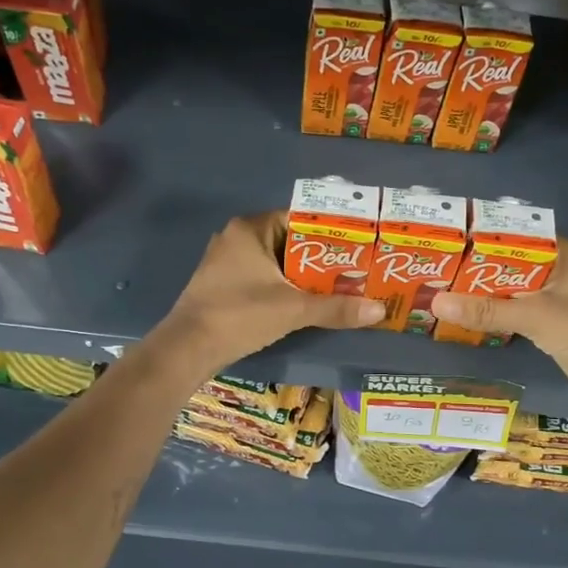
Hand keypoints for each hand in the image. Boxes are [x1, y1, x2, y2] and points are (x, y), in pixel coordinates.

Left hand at [154, 211, 384, 373]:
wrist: (188, 348)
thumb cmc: (240, 314)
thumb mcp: (293, 309)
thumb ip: (336, 308)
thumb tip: (380, 310)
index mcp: (250, 229)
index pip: (299, 219)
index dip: (329, 232)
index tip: (356, 247)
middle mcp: (235, 238)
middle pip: (289, 241)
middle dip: (319, 257)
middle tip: (353, 269)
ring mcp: (225, 262)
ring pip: (275, 262)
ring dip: (302, 275)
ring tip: (337, 287)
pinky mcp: (221, 285)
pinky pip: (261, 277)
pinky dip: (283, 286)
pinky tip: (304, 302)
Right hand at [431, 239, 567, 401]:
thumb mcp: (532, 315)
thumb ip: (486, 310)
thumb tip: (436, 302)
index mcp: (562, 252)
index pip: (515, 235)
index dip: (483, 237)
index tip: (449, 241)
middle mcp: (559, 267)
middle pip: (509, 261)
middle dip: (477, 267)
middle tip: (437, 267)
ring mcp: (556, 294)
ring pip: (511, 286)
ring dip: (484, 291)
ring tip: (444, 287)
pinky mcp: (551, 318)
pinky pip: (516, 307)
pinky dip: (496, 310)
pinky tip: (468, 312)